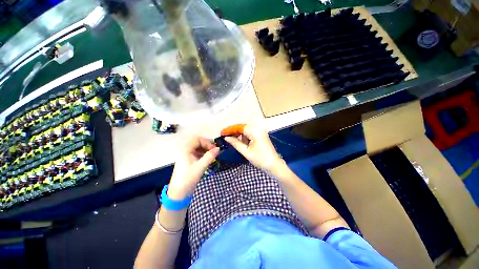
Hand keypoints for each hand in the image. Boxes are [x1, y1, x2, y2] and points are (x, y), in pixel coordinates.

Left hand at [168, 136, 218, 199]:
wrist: (179, 193)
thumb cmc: (188, 178)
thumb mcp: (200, 167)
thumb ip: (210, 156)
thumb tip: (218, 148)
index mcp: (185, 150)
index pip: (197, 139)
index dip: (206, 142)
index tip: (214, 149)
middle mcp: (185, 150)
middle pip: (197, 142)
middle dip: (207, 145)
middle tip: (214, 151)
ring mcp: (187, 156)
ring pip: (198, 147)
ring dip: (206, 149)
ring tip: (213, 155)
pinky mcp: (189, 161)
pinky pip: (197, 153)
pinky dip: (204, 154)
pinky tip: (208, 159)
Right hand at [224, 125, 282, 170]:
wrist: (274, 165)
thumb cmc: (260, 159)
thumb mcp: (246, 151)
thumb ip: (235, 143)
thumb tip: (226, 138)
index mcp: (255, 131)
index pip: (240, 127)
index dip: (230, 130)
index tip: (222, 133)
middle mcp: (258, 128)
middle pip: (242, 127)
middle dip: (234, 132)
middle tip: (225, 136)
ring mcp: (260, 131)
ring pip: (246, 130)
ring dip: (239, 134)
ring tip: (231, 140)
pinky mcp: (261, 134)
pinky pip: (250, 133)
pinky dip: (244, 136)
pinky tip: (240, 141)